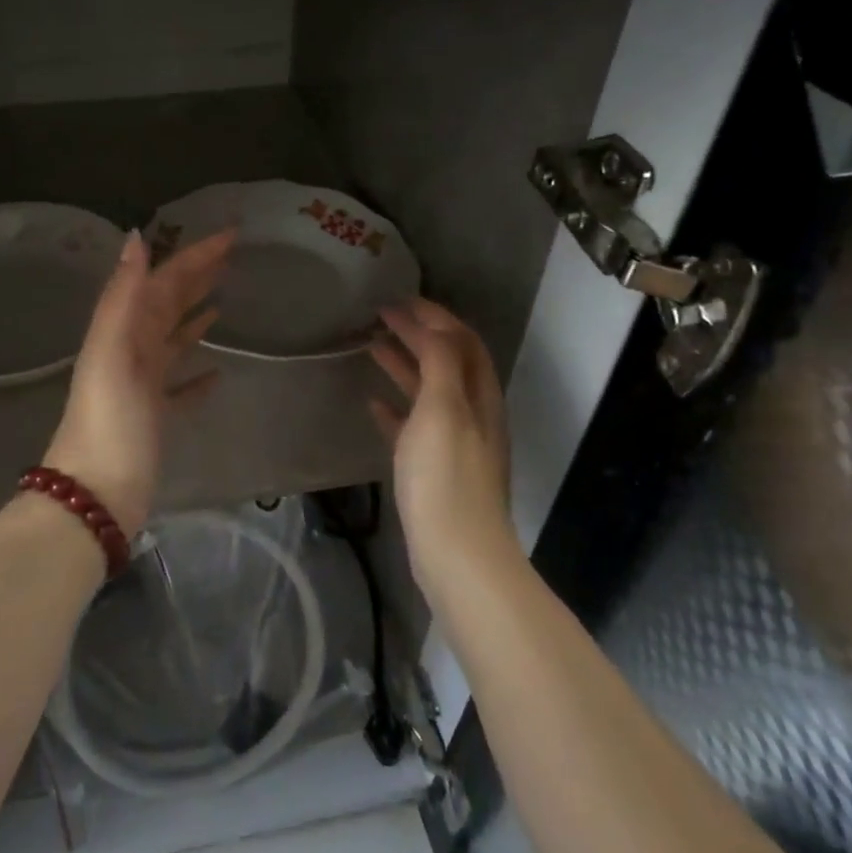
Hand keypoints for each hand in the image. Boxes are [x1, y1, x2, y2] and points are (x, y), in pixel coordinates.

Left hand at [44, 229, 232, 534]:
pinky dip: (197, 374)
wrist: (95, 493)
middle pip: (168, 304)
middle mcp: (131, 350)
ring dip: (195, 316)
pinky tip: (218, 372)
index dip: (194, 255)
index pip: (163, 280)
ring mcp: (143, 385)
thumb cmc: (109, 420)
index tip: (231, 235)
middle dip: (197, 277)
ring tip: (224, 300)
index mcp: (122, 330)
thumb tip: (137, 236)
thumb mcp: (112, 351)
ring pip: (173, 340)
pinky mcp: (155, 417)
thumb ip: (123, 295)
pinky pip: (181, 386)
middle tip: (233, 257)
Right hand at [368, 299, 516, 581]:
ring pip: (429, 391)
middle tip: (380, 317)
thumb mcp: (443, 409)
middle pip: (446, 362)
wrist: (456, 553)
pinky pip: (414, 426)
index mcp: (478, 395)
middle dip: (418, 335)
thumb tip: (433, 326)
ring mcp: (454, 443)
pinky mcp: (434, 469)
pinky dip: (396, 408)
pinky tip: (373, 405)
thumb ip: (441, 363)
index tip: (398, 300)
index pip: (461, 341)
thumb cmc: (446, 476)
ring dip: (404, 365)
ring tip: (372, 347)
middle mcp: (472, 413)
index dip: (434, 316)